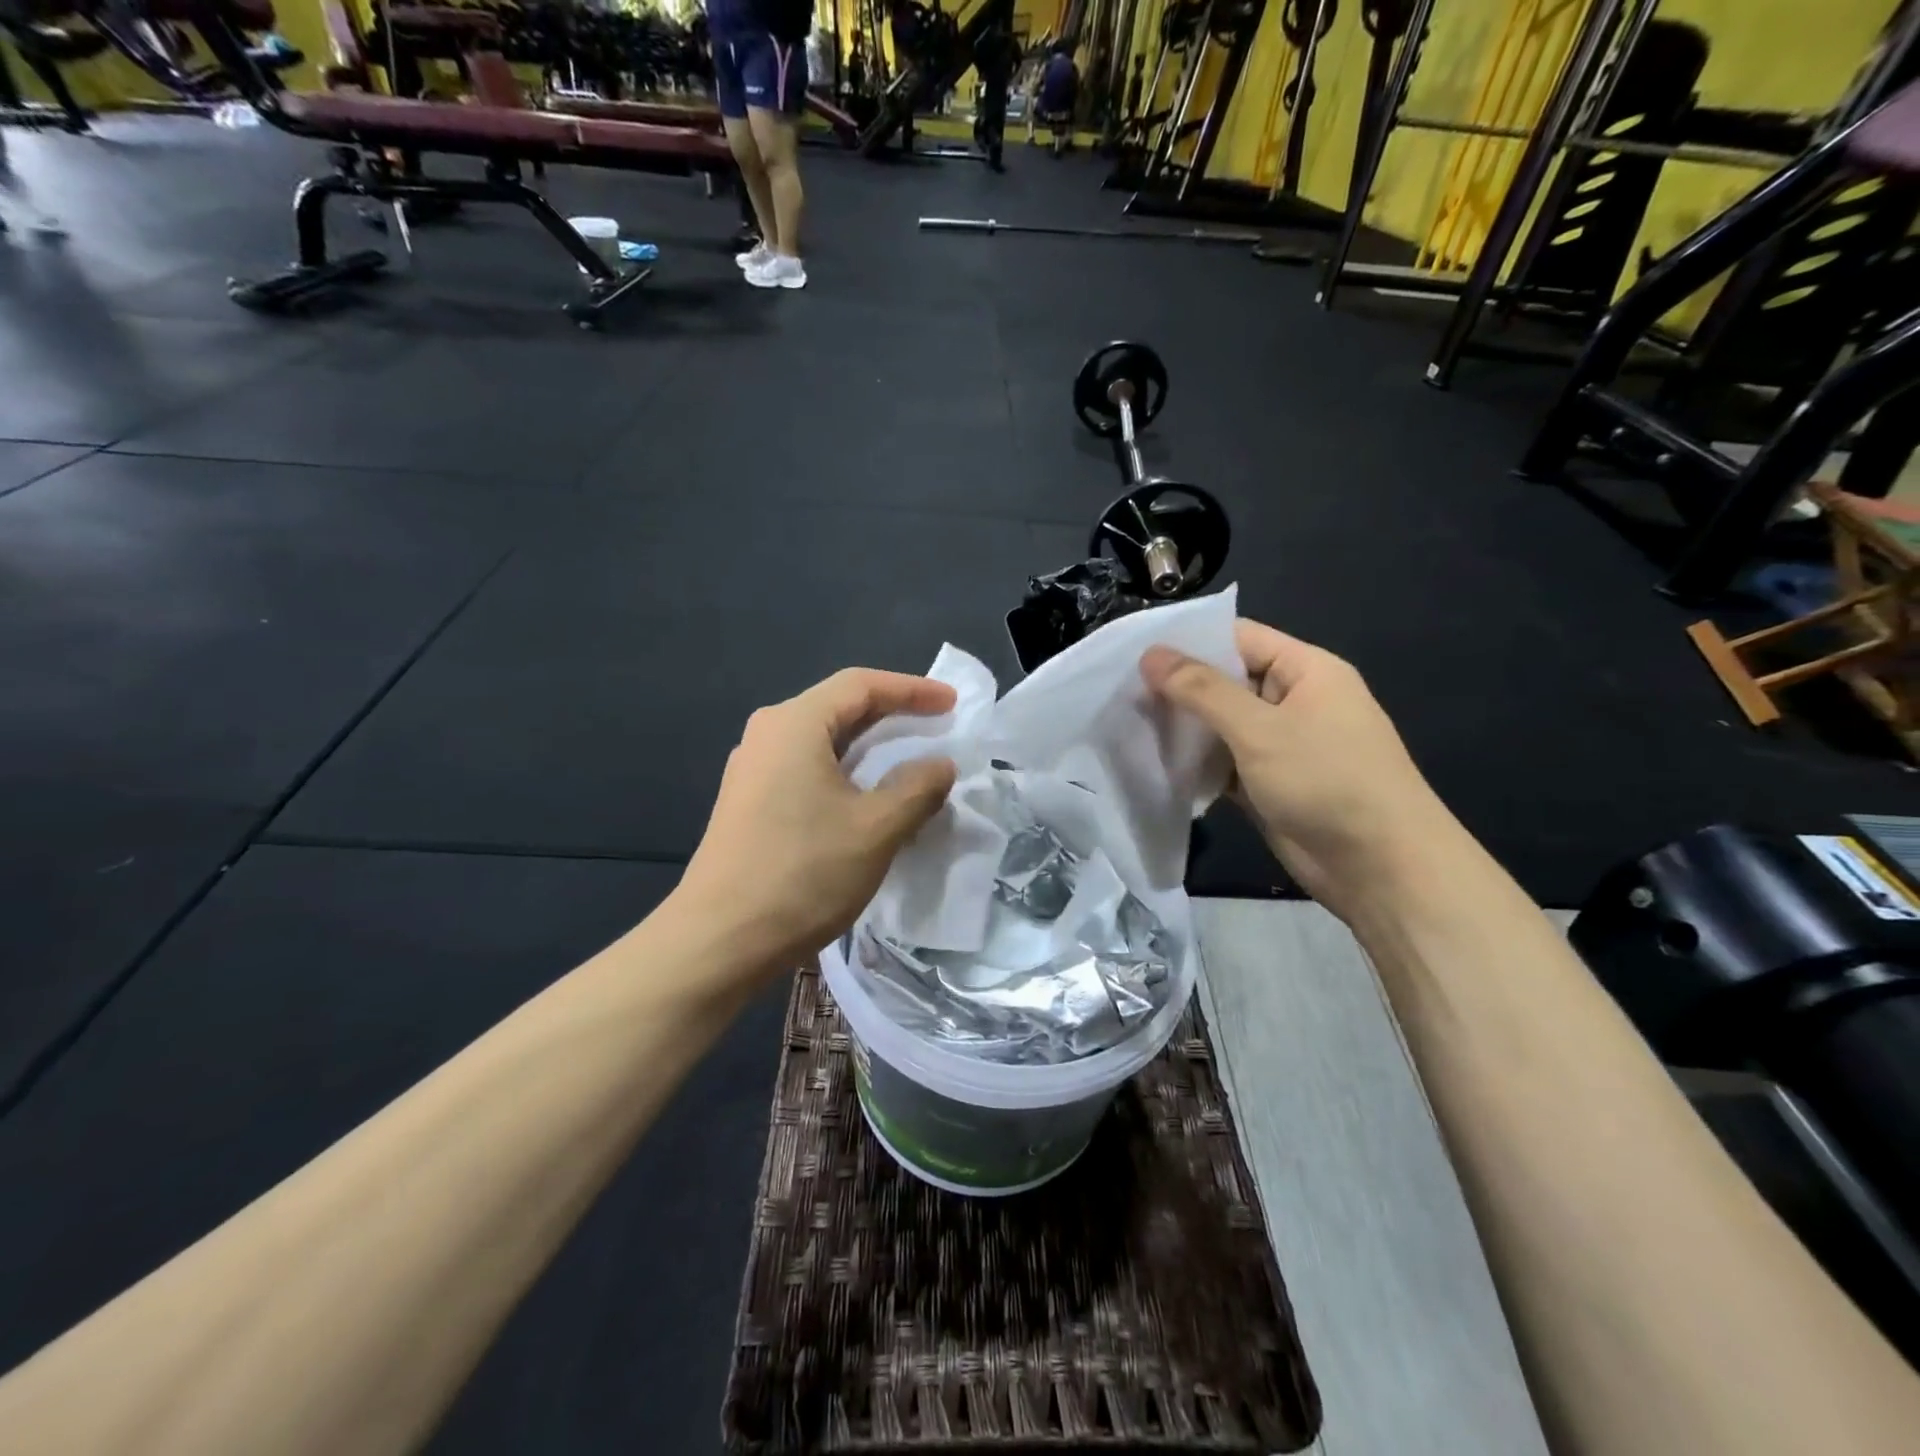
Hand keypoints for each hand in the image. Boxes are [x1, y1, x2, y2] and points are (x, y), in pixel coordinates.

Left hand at [673, 669, 957, 981]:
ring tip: (910, 761)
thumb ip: (917, 788)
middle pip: (839, 707)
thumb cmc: (803, 874)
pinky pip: (807, 768)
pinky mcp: (749, 802)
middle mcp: (768, 734)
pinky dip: (846, 772)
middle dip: (892, 714)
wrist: (720, 941)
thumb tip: (941, 764)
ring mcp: (753, 769)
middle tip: (936, 727)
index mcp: (794, 724)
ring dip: (869, 747)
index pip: (861, 685)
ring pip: (823, 741)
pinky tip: (867, 798)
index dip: (912, 689)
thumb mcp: (876, 829)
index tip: (952, 704)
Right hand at [1142, 621, 1454, 919]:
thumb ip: (1202, 690)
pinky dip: (1196, 763)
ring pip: (1222, 725)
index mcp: (1306, 670)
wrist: (1381, 868)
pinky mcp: (1269, 783)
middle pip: (1226, 681)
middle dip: (1178, 688)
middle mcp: (1294, 700)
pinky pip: (1224, 762)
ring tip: (1128, 724)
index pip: (1238, 638)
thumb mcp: (1260, 729)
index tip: (1135, 653)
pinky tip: (1156, 763)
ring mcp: (1282, 744)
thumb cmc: (1327, 782)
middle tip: (1121, 692)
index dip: (1188, 642)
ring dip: (1183, 727)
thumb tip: (1151, 654)